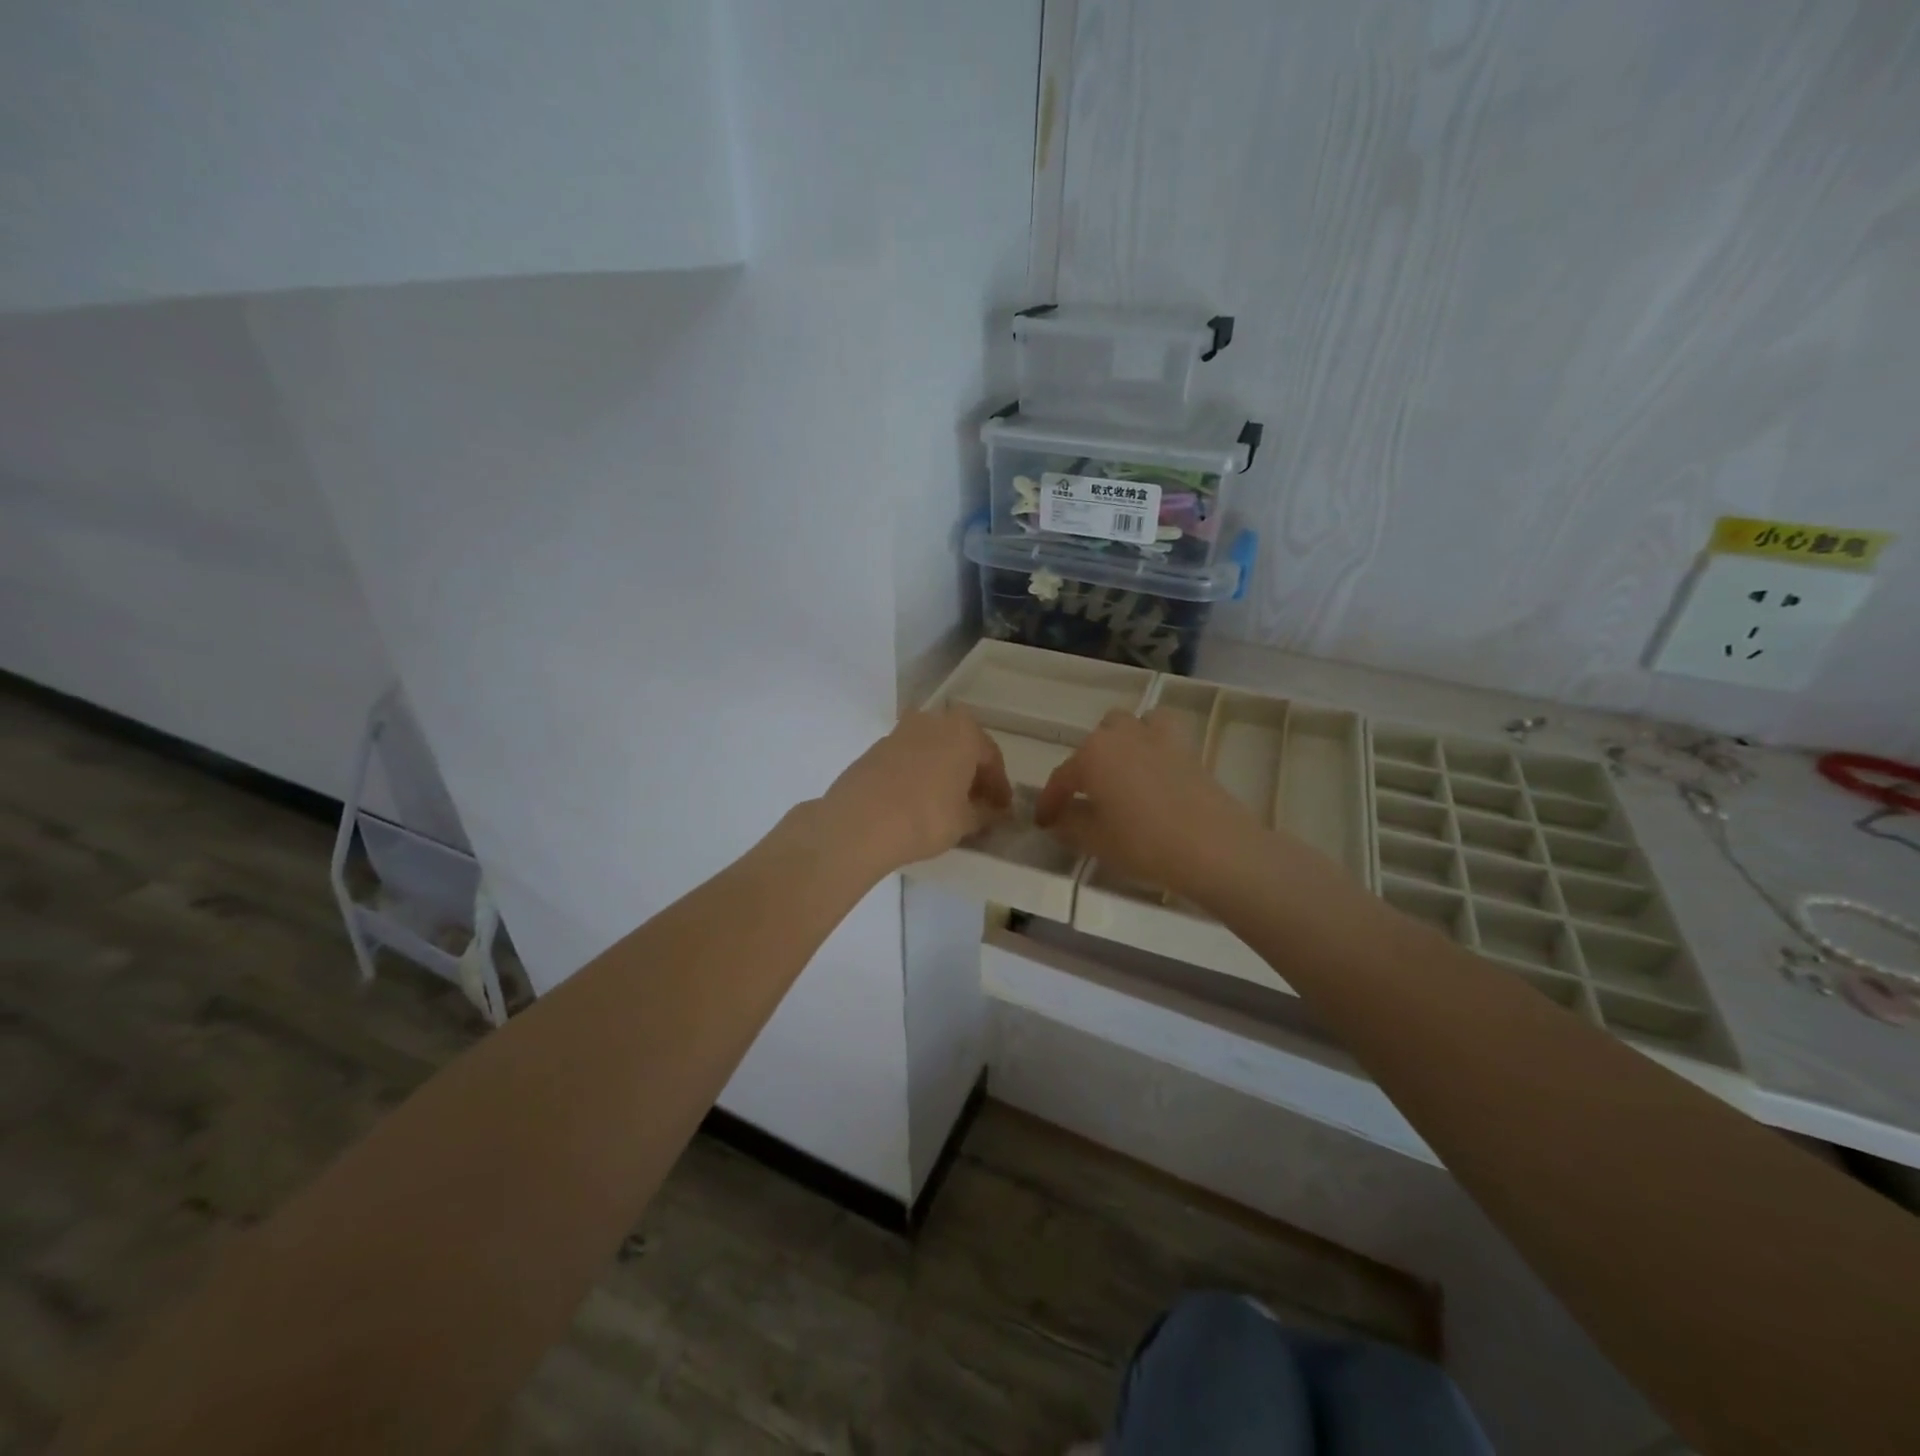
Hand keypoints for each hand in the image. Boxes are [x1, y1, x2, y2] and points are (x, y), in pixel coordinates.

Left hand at [821, 710, 1012, 873]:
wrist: (860, 821)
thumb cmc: (926, 817)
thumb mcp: (965, 821)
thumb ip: (984, 813)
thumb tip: (993, 812)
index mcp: (963, 731)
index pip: (991, 757)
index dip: (999, 785)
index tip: (1002, 808)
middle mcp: (933, 721)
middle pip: (961, 746)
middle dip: (971, 772)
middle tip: (976, 801)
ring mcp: (900, 731)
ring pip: (933, 749)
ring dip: (943, 769)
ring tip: (946, 801)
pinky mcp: (876, 748)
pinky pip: (909, 758)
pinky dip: (919, 773)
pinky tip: (917, 799)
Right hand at [1035, 708, 1262, 900]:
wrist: (1213, 847)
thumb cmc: (1144, 843)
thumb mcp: (1096, 841)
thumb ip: (1070, 825)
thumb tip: (1059, 819)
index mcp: (1091, 755)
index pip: (1061, 778)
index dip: (1049, 802)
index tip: (1043, 823)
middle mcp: (1121, 736)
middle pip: (1093, 744)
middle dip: (1084, 767)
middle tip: (1085, 799)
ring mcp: (1156, 737)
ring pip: (1127, 725)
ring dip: (1117, 742)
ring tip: (1119, 772)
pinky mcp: (1187, 747)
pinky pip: (1162, 730)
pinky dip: (1152, 739)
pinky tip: (1153, 763)